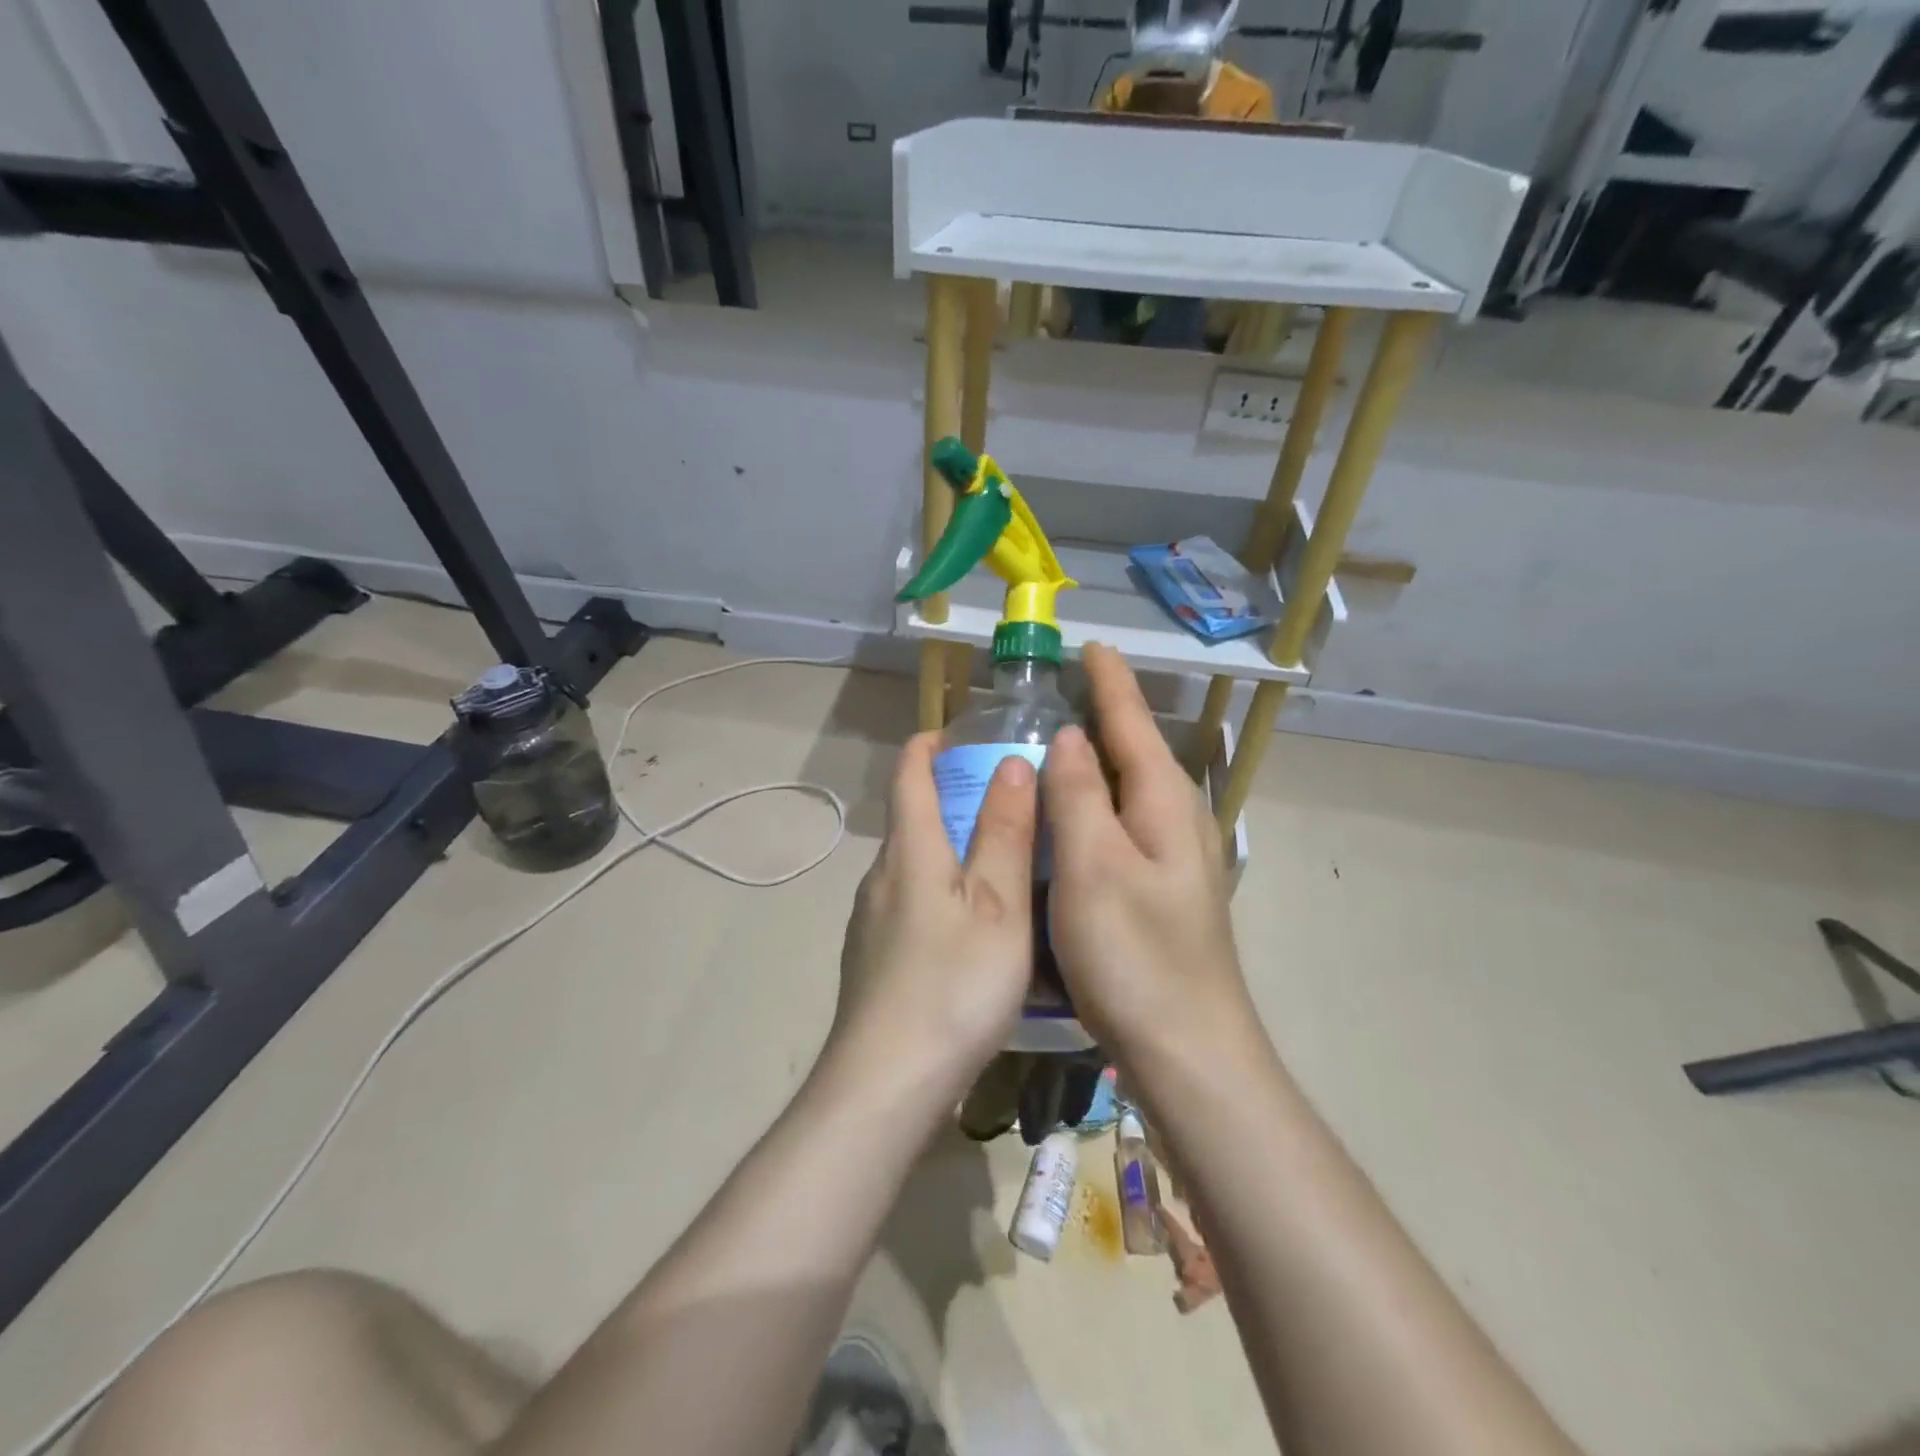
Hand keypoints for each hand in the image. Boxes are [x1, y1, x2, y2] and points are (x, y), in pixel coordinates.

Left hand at [824, 732, 1036, 1117]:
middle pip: (911, 819)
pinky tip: (970, 930)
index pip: (909, 775)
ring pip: (912, 865)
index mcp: (910, 852)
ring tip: (998, 864)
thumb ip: (1004, 833)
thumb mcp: (997, 907)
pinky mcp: (872, 959)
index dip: (928, 746)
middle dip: (951, 799)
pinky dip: (939, 892)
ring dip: (948, 850)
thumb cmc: (953, 986)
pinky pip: (909, 903)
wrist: (885, 1084)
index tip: (956, 733)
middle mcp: (881, 877)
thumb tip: (1011, 763)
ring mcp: (870, 921)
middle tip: (1006, 802)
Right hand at [1042, 644, 1254, 1070]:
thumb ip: (1079, 795)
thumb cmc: (1134, 954)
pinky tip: (1074, 820)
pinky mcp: (1163, 890)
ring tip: (1061, 743)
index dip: (1110, 683)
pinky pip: (1125, 826)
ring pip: (1132, 791)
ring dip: (1101, 761)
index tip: (1092, 646)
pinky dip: (1098, 806)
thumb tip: (1071, 737)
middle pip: (1138, 752)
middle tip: (1062, 692)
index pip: (1133, 724)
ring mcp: (1175, 859)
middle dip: (1106, 715)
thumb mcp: (1094, 867)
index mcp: (1164, 804)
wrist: (1187, 1048)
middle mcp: (1178, 821)